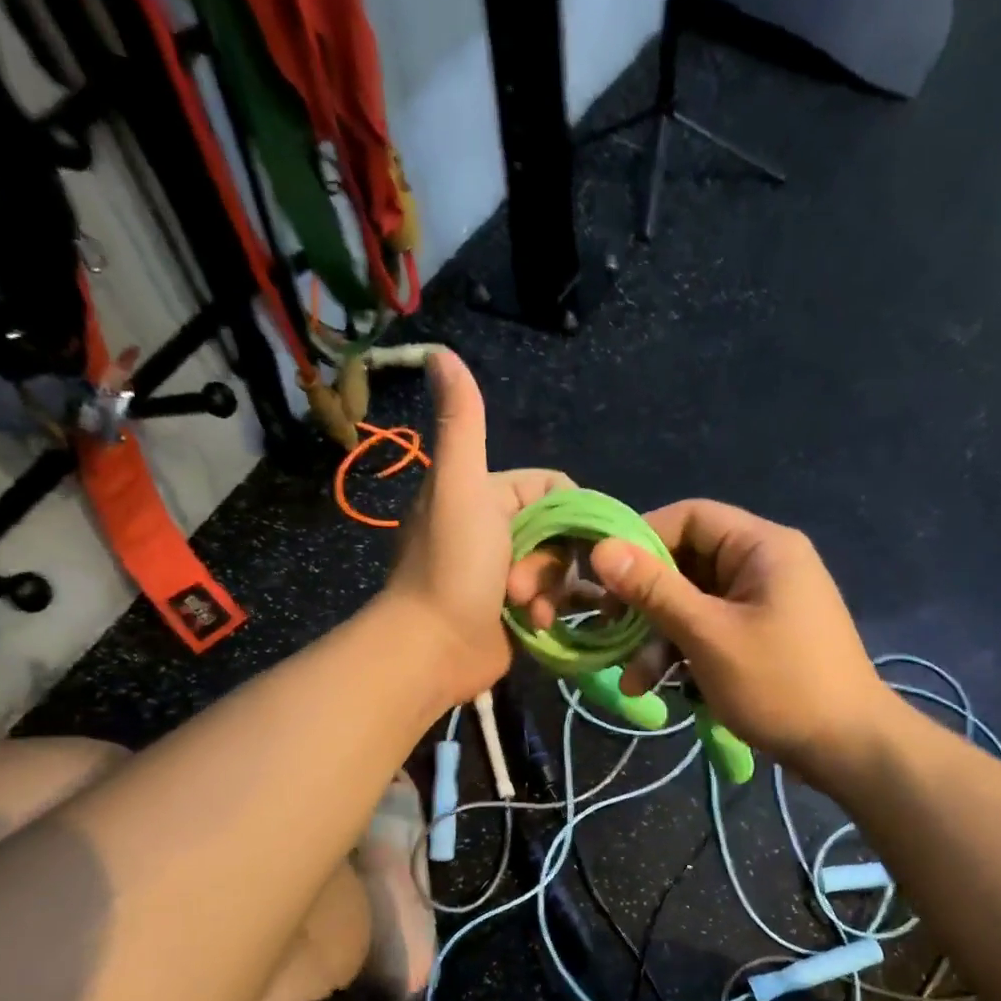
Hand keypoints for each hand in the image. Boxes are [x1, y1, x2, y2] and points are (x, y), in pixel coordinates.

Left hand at [382, 349, 572, 706]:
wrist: (432, 649)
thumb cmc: (452, 567)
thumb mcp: (460, 486)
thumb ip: (461, 422)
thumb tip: (438, 351)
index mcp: (486, 495)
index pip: (552, 488)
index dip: (567, 510)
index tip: (565, 536)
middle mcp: (495, 530)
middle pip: (561, 532)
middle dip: (551, 561)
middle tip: (521, 583)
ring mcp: (504, 574)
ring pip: (560, 570)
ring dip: (550, 589)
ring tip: (525, 609)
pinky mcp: (512, 611)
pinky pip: (552, 600)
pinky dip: (547, 611)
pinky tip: (534, 625)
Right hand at [514, 499, 888, 778]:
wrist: (848, 749)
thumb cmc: (780, 684)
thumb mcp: (708, 635)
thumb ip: (654, 590)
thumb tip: (601, 549)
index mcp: (762, 546)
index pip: (689, 517)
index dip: (641, 540)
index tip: (603, 577)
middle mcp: (763, 564)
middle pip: (686, 563)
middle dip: (645, 602)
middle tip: (609, 631)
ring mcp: (763, 603)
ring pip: (692, 603)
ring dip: (658, 638)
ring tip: (634, 682)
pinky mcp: (760, 637)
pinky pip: (709, 629)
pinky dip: (682, 653)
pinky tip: (657, 688)